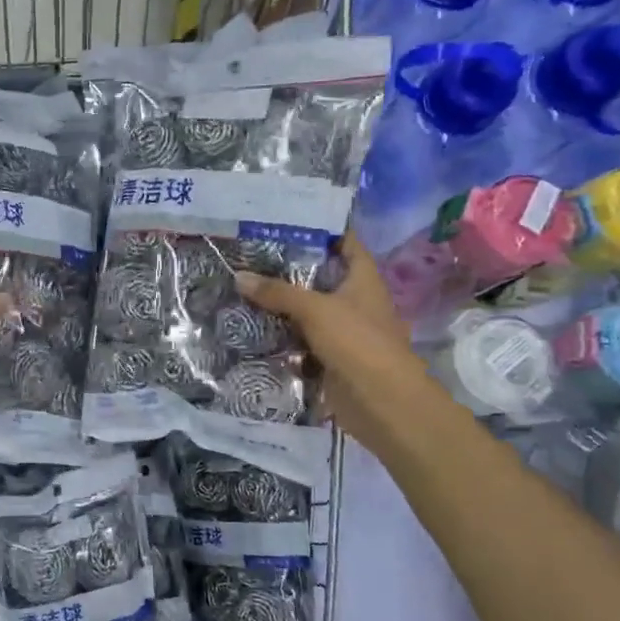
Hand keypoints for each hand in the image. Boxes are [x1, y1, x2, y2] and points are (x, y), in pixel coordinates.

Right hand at [234, 233, 437, 446]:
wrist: (381, 402)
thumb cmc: (357, 342)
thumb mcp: (315, 310)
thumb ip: (277, 292)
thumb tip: (239, 276)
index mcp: (363, 280)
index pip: (345, 243)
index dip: (321, 229)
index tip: (287, 218)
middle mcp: (355, 301)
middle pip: (320, 278)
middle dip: (289, 268)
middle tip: (250, 254)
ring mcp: (343, 332)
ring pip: (307, 311)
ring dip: (281, 304)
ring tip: (243, 287)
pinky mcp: (329, 358)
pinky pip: (300, 341)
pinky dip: (281, 336)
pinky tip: (252, 327)